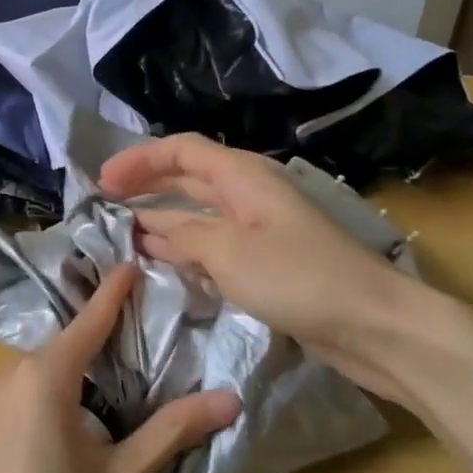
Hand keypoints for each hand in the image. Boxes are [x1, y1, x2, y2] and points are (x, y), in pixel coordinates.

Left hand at [0, 263, 240, 472]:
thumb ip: (173, 430)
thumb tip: (230, 398)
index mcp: (42, 380)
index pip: (87, 322)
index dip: (112, 293)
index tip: (130, 264)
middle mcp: (4, 379)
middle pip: (60, 351)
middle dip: (94, 349)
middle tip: (131, 358)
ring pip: (33, 377)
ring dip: (65, 381)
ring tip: (98, 408)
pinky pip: (11, 401)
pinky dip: (38, 404)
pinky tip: (53, 443)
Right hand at [99, 134, 465, 401]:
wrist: (370, 322)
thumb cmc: (297, 276)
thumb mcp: (228, 251)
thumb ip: (184, 236)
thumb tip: (152, 231)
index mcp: (242, 176)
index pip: (182, 150)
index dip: (139, 160)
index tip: (102, 182)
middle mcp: (249, 193)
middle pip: (189, 177)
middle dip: (147, 184)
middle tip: (105, 201)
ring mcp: (259, 228)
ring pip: (199, 213)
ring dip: (163, 218)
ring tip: (124, 231)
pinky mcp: (266, 261)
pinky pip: (215, 243)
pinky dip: (186, 247)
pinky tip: (165, 261)